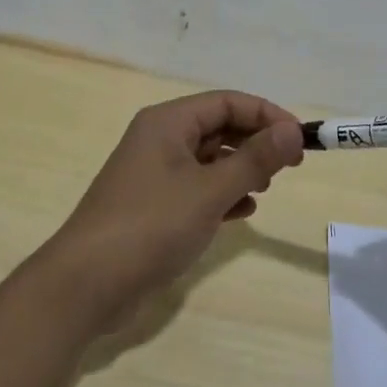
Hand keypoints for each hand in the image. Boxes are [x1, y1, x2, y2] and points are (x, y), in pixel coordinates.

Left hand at [41, 91, 305, 330]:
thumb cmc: (150, 226)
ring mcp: (153, 174)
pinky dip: (222, 194)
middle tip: (290, 166)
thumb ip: (254, 159)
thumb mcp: (210, 191)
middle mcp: (159, 139)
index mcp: (168, 122)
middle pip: (218, 127)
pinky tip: (242, 212)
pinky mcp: (152, 206)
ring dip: (240, 169)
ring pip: (208, 158)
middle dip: (255, 142)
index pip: (227, 102)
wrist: (86, 285)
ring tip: (266, 188)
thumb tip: (293, 130)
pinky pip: (197, 187)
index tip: (300, 138)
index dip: (267, 115)